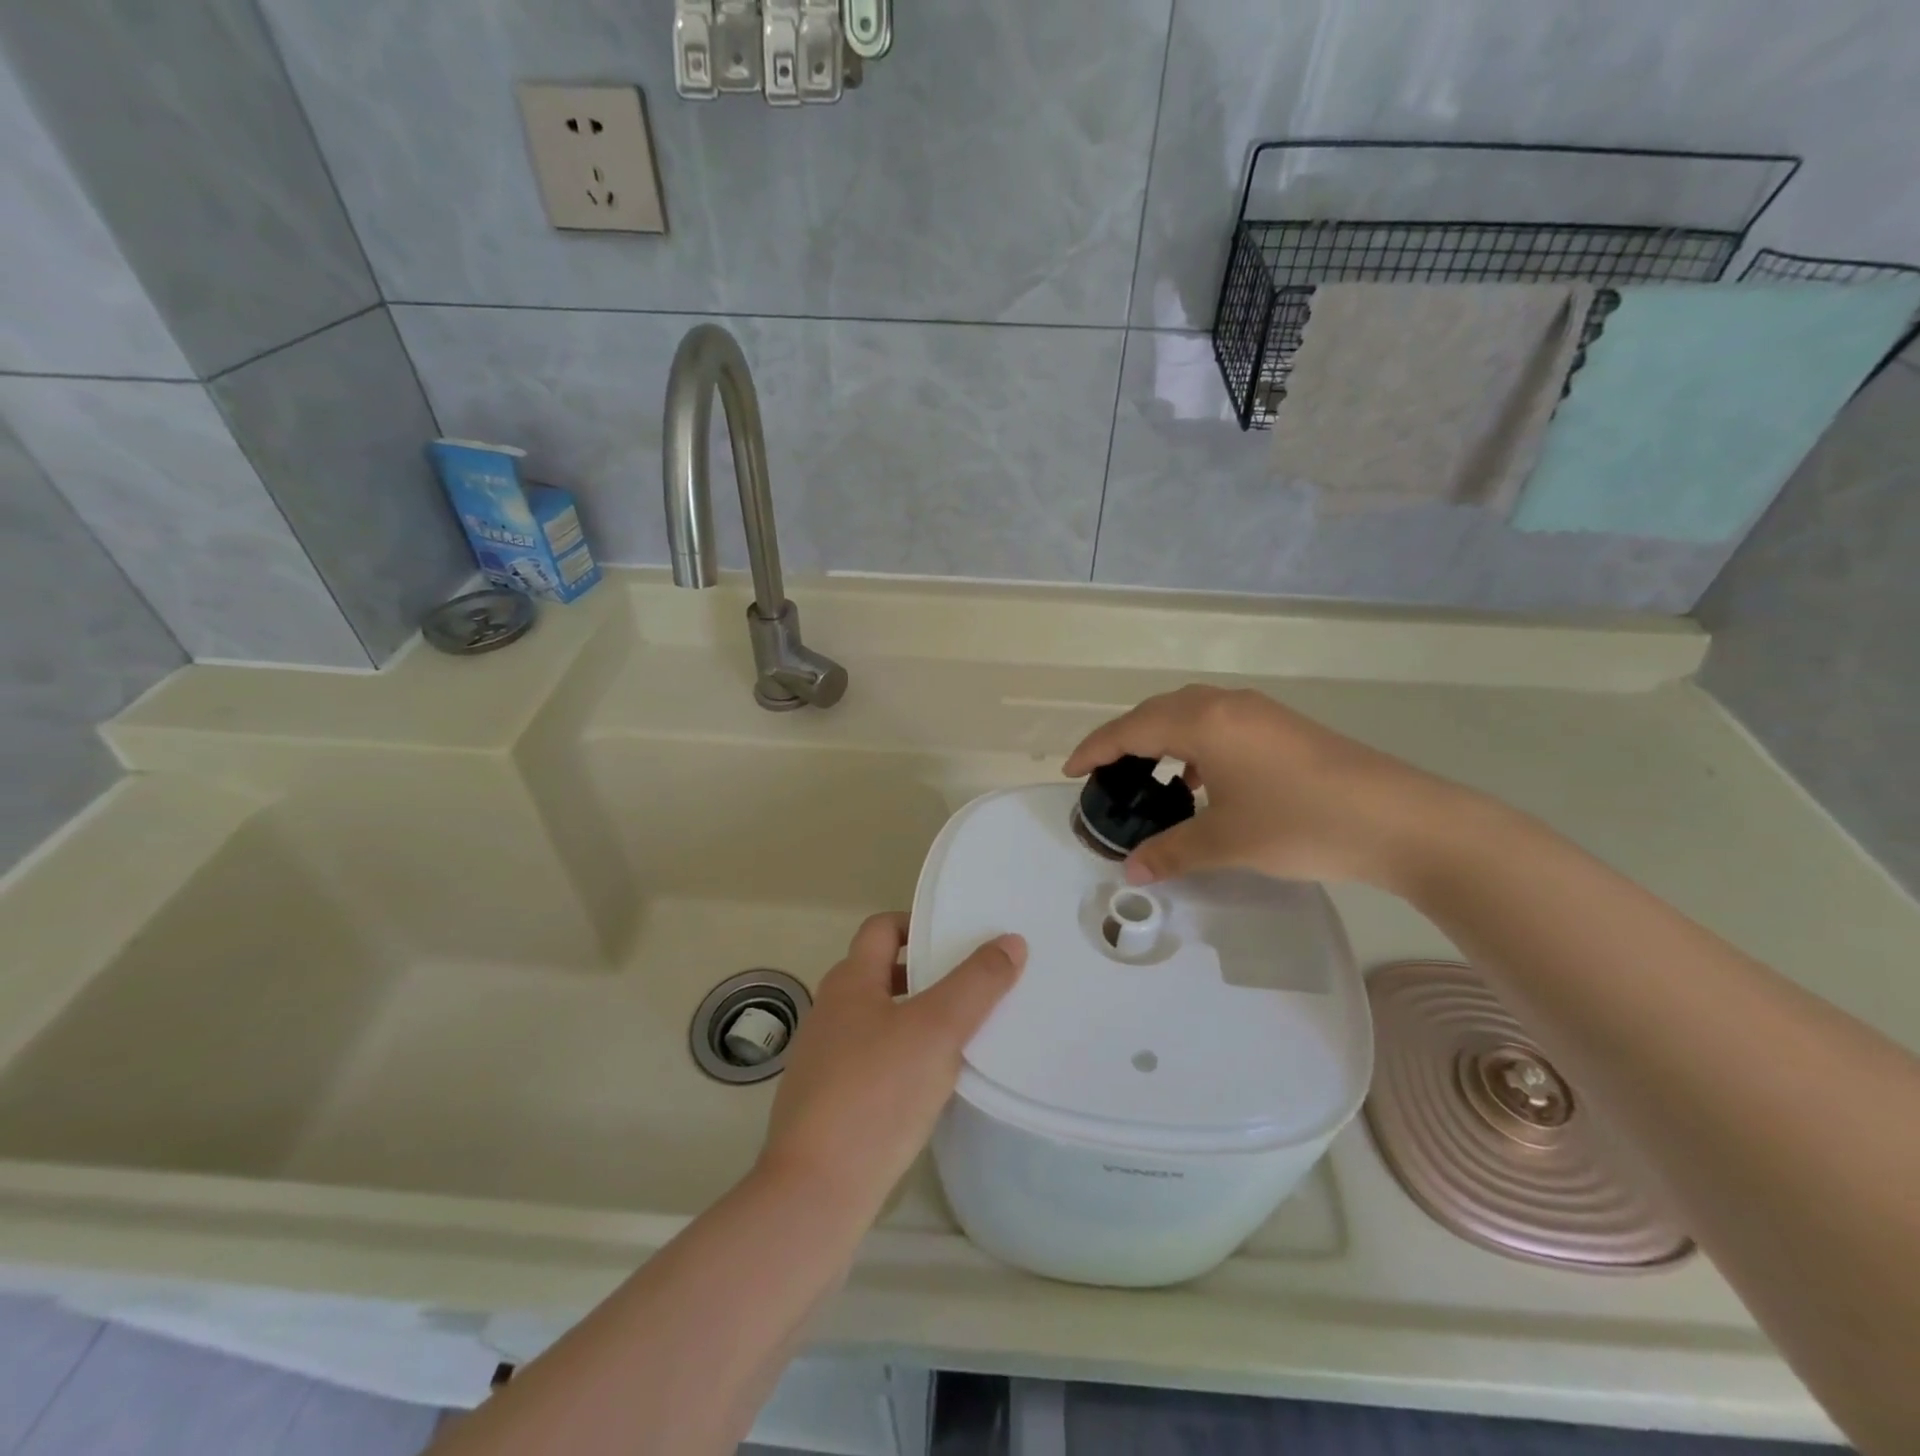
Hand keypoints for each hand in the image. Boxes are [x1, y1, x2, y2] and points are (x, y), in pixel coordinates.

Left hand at [758, 913, 1024, 1211]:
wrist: (816, 1192)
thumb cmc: (877, 1094)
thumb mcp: (937, 1030)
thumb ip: (976, 983)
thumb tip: (1010, 941)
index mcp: (849, 982)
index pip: (882, 928)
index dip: (919, 924)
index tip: (960, 938)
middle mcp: (830, 1011)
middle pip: (881, 972)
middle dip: (925, 974)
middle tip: (973, 985)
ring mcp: (823, 1059)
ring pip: (878, 1020)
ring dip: (916, 1018)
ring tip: (961, 1034)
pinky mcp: (827, 1102)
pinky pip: (872, 1061)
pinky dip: (902, 1058)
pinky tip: (930, 1085)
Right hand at [1063, 685, 1471, 891]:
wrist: (1401, 820)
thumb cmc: (1301, 823)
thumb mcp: (1226, 841)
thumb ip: (1172, 851)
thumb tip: (1132, 871)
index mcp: (1203, 722)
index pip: (1131, 729)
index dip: (1095, 750)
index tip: (1070, 772)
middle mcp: (1226, 705)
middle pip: (1157, 713)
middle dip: (1125, 741)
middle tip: (1104, 775)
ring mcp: (1259, 713)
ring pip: (1191, 715)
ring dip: (1163, 741)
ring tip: (1150, 779)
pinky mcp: (1282, 727)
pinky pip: (1220, 725)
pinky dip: (1196, 747)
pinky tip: (1202, 782)